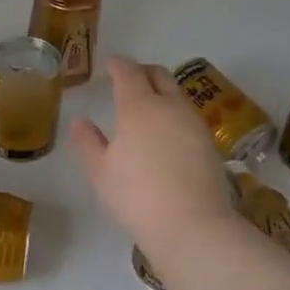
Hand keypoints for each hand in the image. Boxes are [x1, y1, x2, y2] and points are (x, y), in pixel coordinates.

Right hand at [70, 58, 235, 250]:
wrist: (191, 224)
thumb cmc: (136, 196)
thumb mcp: (100, 172)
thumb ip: (88, 142)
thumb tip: (80, 121)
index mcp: (138, 106)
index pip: (129, 73)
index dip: (118, 65)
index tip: (111, 65)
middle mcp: (169, 106)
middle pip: (159, 75)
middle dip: (143, 71)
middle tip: (130, 78)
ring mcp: (194, 123)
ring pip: (177, 95)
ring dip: (162, 92)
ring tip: (148, 107)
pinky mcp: (209, 142)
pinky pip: (188, 116)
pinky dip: (174, 114)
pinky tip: (167, 133)